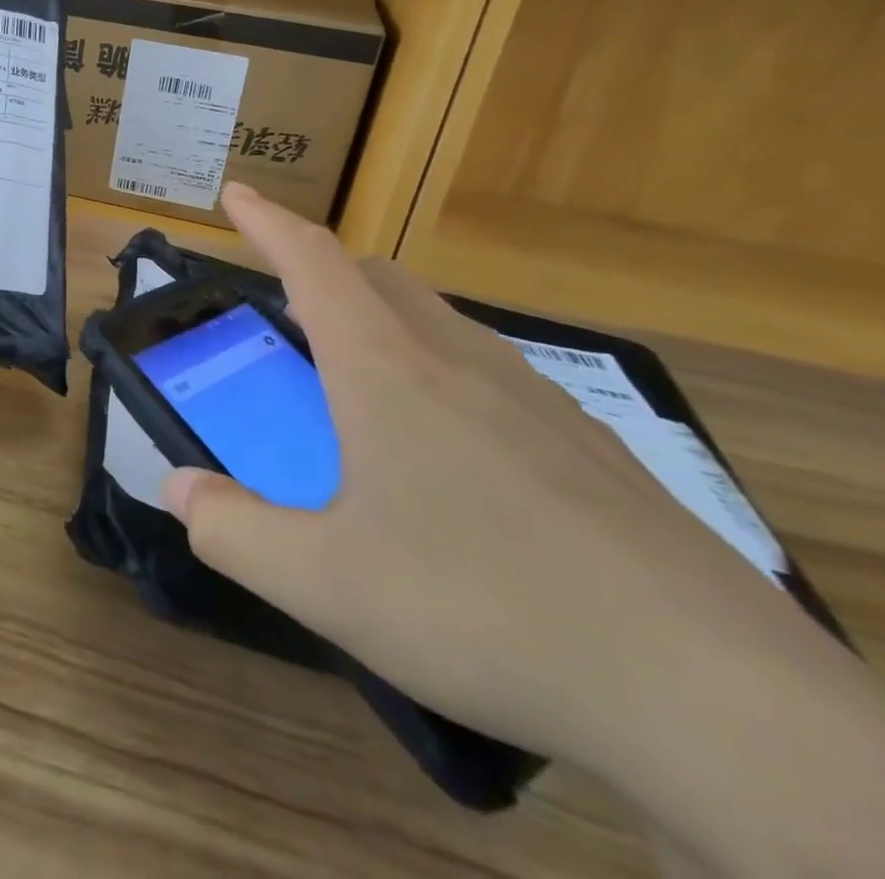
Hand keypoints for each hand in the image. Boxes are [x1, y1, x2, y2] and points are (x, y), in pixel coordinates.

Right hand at [163, 182, 797, 766]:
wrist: (709, 691)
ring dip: (381, 318)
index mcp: (386, 370)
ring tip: (357, 375)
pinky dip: (439, 370)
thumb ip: (232, 530)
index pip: (312, 263)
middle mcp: (457, 360)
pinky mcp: (586, 443)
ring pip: (437, 320)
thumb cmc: (483, 608)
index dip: (267, 222)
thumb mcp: (325, 583)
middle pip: (377, 278)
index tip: (237, 193)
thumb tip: (175, 489)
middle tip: (286, 303)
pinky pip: (489, 371)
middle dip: (321, 270)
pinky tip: (450, 449)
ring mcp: (533, 396)